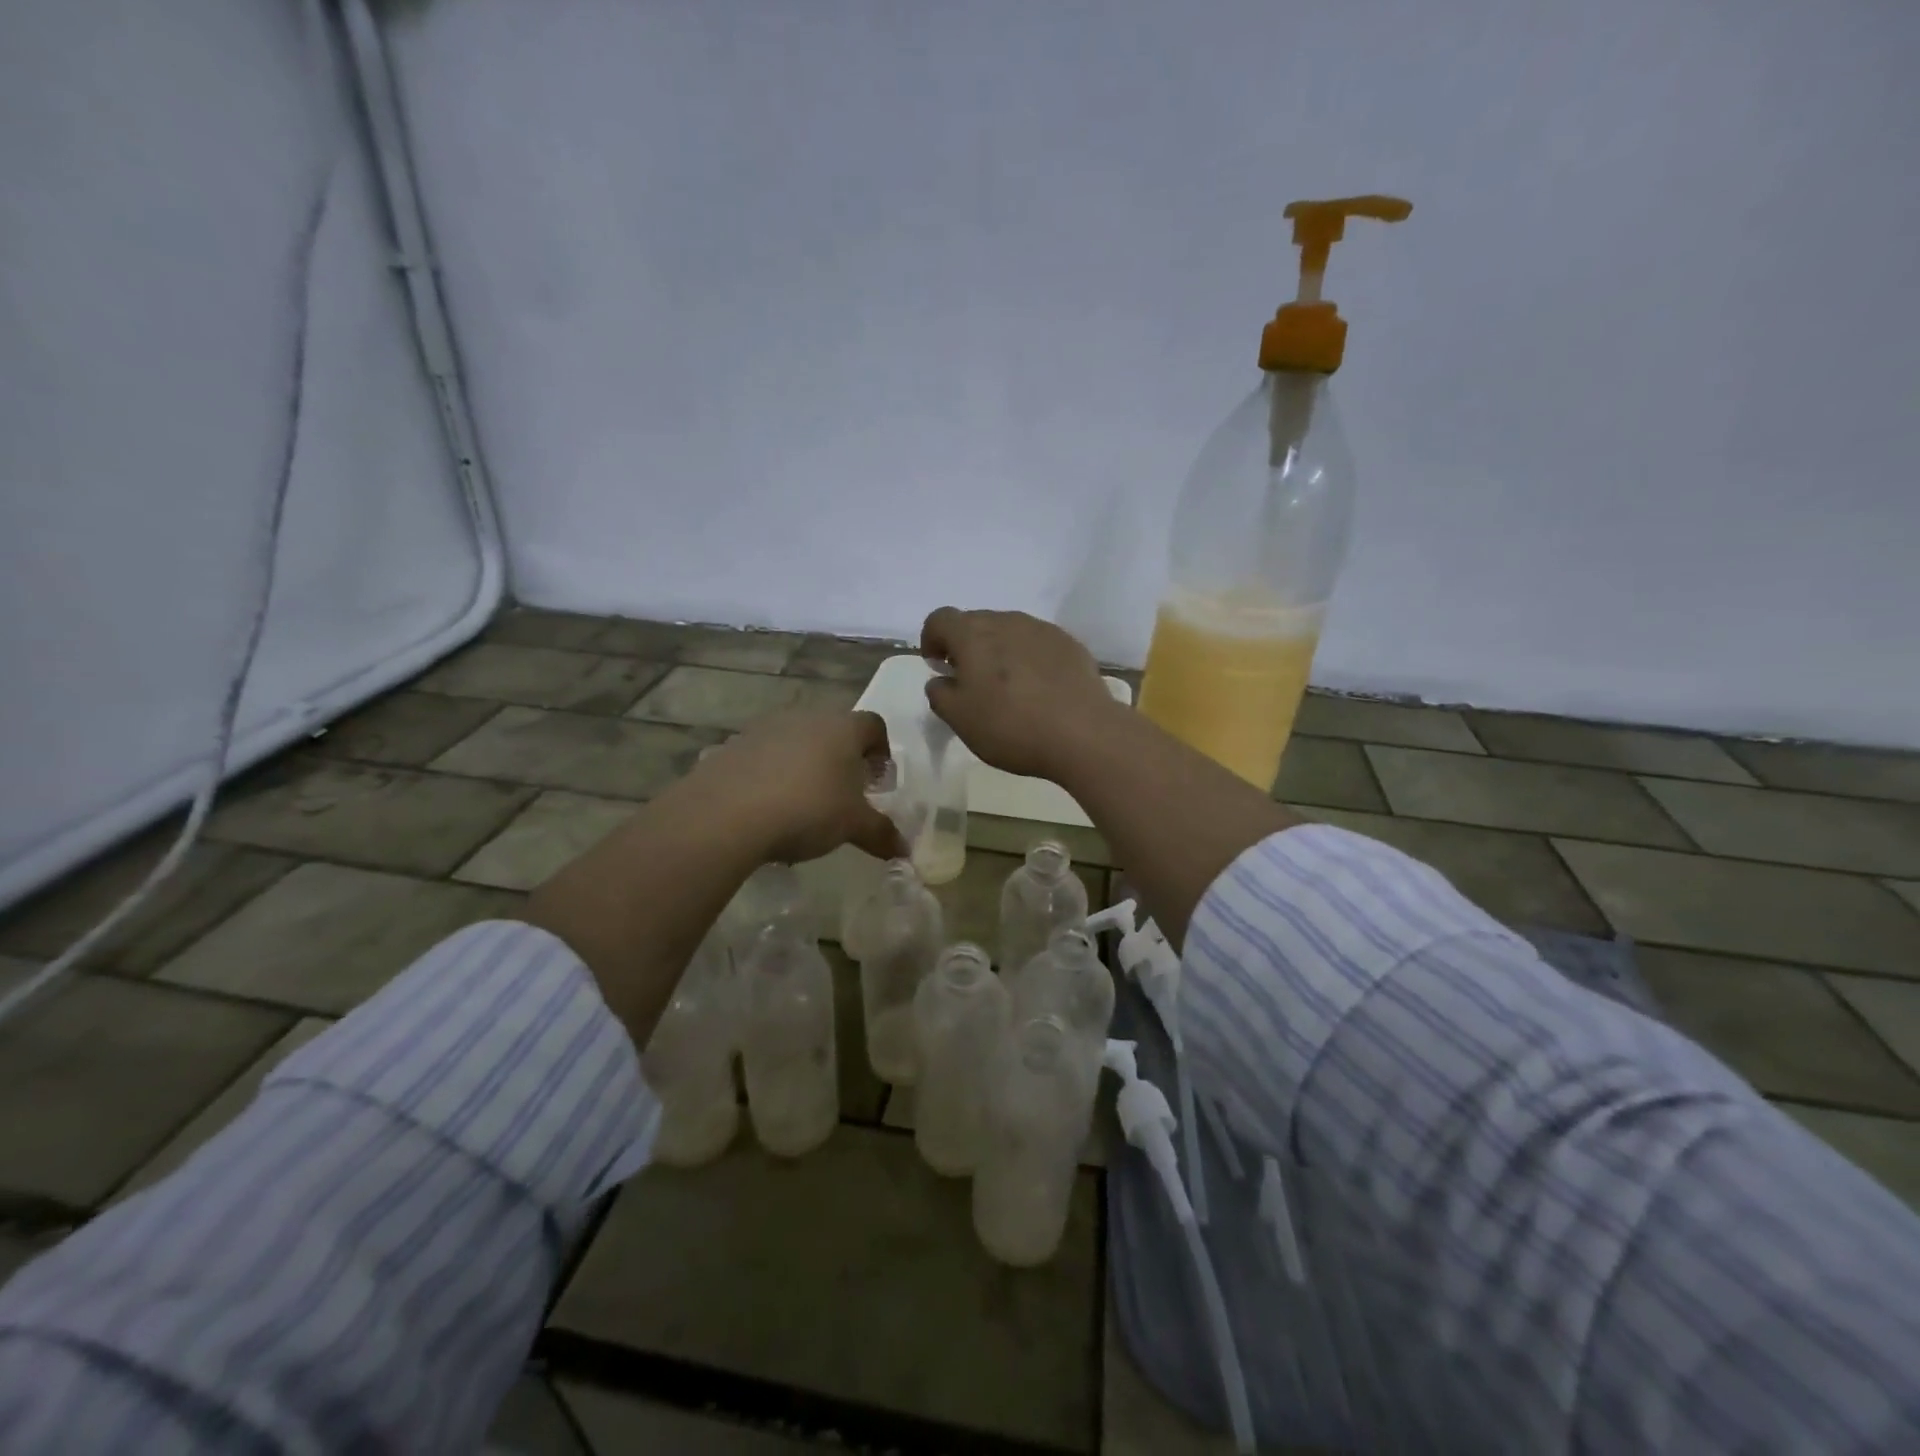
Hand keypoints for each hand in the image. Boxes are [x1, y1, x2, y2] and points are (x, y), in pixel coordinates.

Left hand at [683, 708, 905, 864]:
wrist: (727, 814)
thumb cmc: (807, 809)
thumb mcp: (853, 826)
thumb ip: (881, 833)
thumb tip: (904, 849)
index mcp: (843, 728)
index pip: (873, 724)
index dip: (880, 750)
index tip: (877, 779)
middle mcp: (806, 717)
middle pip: (834, 730)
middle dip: (842, 758)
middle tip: (843, 793)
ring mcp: (766, 728)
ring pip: (796, 741)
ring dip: (804, 764)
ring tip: (802, 802)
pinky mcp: (733, 745)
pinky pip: (763, 756)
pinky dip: (771, 774)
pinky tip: (767, 807)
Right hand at [919, 607, 1119, 780]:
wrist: (1083, 734)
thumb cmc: (1010, 726)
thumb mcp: (960, 719)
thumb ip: (940, 694)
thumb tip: (941, 680)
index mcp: (972, 635)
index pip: (940, 619)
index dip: (931, 639)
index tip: (937, 665)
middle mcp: (1007, 621)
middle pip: (975, 622)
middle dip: (966, 645)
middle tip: (970, 680)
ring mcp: (1042, 629)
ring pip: (1009, 631)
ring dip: (999, 650)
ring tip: (1007, 686)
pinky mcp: (1070, 644)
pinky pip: (1038, 643)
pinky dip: (1029, 658)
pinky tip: (1038, 689)